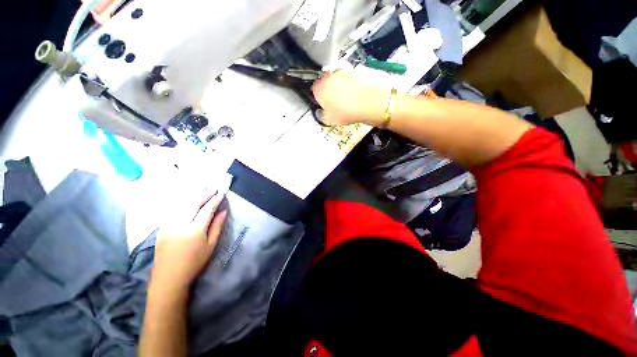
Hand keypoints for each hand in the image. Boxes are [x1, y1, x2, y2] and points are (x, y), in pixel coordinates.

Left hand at [152, 192, 227, 291]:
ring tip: (201, 190)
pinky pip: (173, 211)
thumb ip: (217, 226)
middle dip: (204, 195)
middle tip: (213, 189)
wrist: (169, 277)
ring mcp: (168, 225)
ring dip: (193, 196)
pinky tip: (186, 200)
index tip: (221, 194)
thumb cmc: (194, 262)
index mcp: (195, 230)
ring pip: (181, 205)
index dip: (215, 200)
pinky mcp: (161, 228)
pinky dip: (181, 203)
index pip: (207, 209)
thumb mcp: (211, 245)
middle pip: (193, 204)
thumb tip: (223, 211)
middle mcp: (180, 224)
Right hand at [312, 70, 390, 125]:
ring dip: (338, 86)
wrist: (369, 102)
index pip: (313, 90)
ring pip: (335, 79)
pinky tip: (354, 93)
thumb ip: (321, 115)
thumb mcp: (330, 119)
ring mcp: (342, 71)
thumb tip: (319, 112)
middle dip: (327, 91)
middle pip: (324, 82)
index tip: (323, 104)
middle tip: (334, 102)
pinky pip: (347, 77)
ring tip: (346, 98)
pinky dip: (348, 83)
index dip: (318, 98)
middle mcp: (328, 77)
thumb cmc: (346, 112)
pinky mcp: (354, 70)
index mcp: (319, 89)